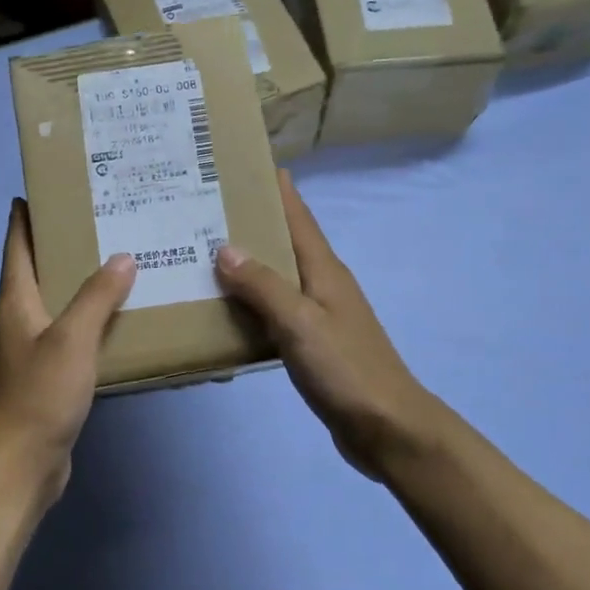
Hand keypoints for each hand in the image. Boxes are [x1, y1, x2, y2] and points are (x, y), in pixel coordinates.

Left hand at [0, 199, 135, 501]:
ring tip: (120, 263)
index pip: (17, 245)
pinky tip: (118, 319)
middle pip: (38, 270)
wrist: (21, 463)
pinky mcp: (46, 375)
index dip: (26, 216)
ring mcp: (30, 349)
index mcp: (15, 301)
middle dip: (64, 245)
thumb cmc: (40, 393)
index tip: (44, 189)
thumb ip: (97, 296)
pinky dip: (90, 320)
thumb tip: (122, 258)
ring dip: (81, 284)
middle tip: (104, 222)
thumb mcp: (72, 338)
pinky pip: (70, 334)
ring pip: (57, 303)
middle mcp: (18, 319)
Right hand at [215, 172, 445, 481]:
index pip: (298, 217)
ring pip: (277, 277)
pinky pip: (275, 310)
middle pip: (284, 242)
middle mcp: (322, 284)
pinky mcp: (312, 343)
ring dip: (247, 263)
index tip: (247, 163)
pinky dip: (251, 302)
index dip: (277, 189)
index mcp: (324, 270)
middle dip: (252, 222)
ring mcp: (319, 315)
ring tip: (204, 253)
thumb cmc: (346, 369)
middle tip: (205, 209)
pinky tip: (225, 308)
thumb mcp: (300, 323)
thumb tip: (225, 247)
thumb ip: (263, 286)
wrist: (386, 427)